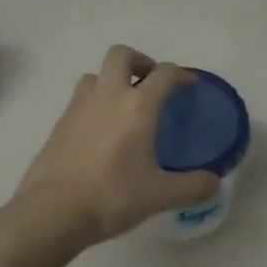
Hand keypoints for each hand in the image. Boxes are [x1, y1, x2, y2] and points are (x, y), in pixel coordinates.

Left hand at [12, 45, 221, 249]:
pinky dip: (95, 103)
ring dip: (113, 80)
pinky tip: (102, 132)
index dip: (181, 74)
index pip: (164, 73)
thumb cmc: (111, 196)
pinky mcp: (59, 123)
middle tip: (151, 85)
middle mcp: (108, 95)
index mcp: (137, 106)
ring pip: (96, 75)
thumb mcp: (160, 196)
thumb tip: (215, 182)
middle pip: (122, 55)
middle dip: (140, 62)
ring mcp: (78, 106)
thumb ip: (193, 186)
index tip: (189, 85)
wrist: (52, 211)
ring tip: (124, 106)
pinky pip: (81, 99)